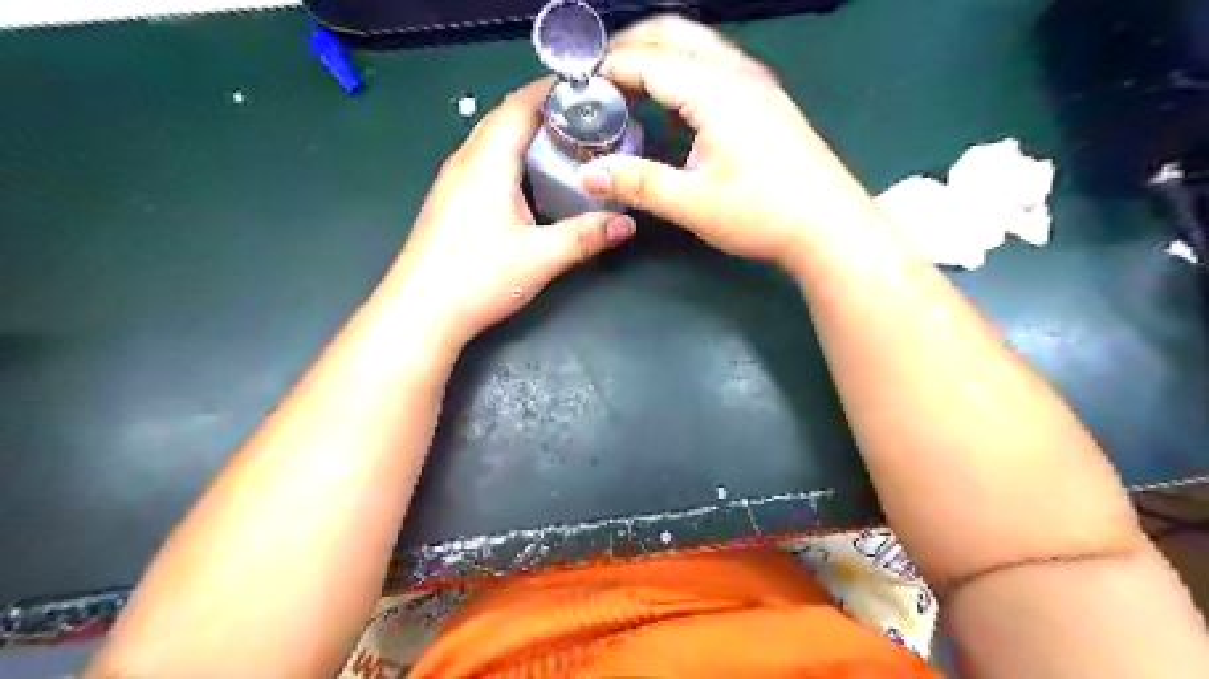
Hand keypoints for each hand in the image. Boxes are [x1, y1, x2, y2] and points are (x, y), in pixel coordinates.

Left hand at [389, 76, 635, 346]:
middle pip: (505, 117)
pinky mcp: (449, 201)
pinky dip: (512, 159)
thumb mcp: (541, 257)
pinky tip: (531, 183)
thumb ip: (586, 236)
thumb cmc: (479, 277)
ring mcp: (452, 181)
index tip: (590, 92)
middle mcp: (465, 160)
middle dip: (545, 112)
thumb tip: (628, 224)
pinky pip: (484, 163)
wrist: (420, 312)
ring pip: (492, 140)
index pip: (520, 105)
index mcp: (487, 161)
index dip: (553, 91)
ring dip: (527, 136)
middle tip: (586, 122)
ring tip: (566, 147)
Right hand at [578, 15, 880, 268]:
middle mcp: (739, 75)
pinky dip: (687, 69)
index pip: (651, 61)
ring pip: (701, 46)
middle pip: (677, 35)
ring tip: (631, 81)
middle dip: (634, 44)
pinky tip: (676, 103)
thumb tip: (589, 174)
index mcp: (716, 92)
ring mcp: (758, 85)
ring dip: (662, 53)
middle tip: (601, 71)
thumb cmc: (761, 214)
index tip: (581, 84)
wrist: (828, 225)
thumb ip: (638, 183)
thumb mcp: (693, 204)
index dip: (612, 68)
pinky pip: (718, 66)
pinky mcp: (768, 101)